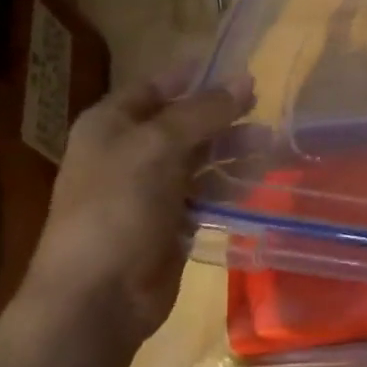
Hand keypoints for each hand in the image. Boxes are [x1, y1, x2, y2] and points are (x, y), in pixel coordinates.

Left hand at [18, 65, 253, 349]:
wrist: (97, 300)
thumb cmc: (117, 206)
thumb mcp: (159, 146)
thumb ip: (204, 111)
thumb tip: (246, 80)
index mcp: (110, 124)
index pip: (155, 86)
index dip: (194, 76)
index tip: (237, 67)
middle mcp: (127, 151)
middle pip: (181, 122)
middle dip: (221, 115)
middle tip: (262, 108)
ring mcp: (149, 190)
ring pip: (198, 158)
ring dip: (231, 150)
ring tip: (269, 144)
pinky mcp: (170, 223)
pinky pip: (205, 193)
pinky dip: (228, 184)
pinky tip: (256, 178)